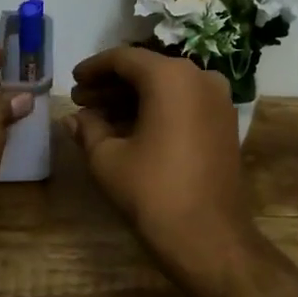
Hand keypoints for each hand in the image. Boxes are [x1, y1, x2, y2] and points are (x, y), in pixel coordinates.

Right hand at [65, 47, 255, 296]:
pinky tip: (130, 128)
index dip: (93, 68)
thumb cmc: (153, 192)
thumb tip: (73, 118)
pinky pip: (184, 103)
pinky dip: (157, 109)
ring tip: (99, 117)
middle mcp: (200, 77)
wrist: (209, 238)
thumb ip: (88, 129)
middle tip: (81, 101)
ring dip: (133, 98)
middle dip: (111, 85)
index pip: (124, 58)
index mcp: (170, 76)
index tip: (72, 81)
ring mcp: (218, 99)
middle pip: (147, 70)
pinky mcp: (225, 122)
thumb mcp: (108, 159)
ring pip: (166, 87)